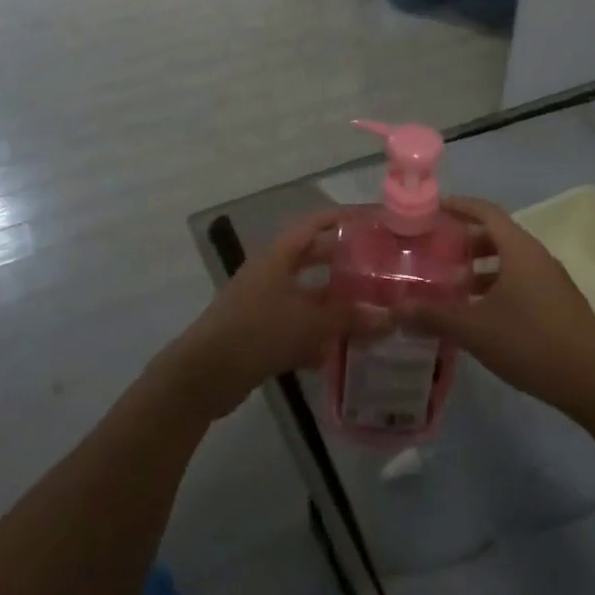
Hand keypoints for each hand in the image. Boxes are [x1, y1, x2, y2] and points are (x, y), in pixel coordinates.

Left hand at [158, 209, 382, 422]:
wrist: (204, 374)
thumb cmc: (258, 332)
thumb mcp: (310, 323)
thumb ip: (350, 319)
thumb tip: (389, 318)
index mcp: (279, 256)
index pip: (315, 225)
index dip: (343, 219)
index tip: (372, 222)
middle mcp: (270, 273)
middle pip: (312, 259)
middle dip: (342, 264)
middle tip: (376, 269)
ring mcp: (262, 302)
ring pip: (305, 295)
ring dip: (332, 304)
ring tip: (367, 311)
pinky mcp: (258, 332)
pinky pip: (294, 325)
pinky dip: (315, 335)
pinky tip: (338, 353)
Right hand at [403, 197, 594, 428]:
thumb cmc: (532, 343)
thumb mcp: (475, 329)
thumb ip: (433, 316)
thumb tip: (395, 309)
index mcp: (519, 249)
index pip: (485, 211)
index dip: (457, 205)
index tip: (430, 209)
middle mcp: (536, 256)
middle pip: (495, 235)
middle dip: (463, 240)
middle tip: (432, 251)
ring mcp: (550, 280)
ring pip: (507, 261)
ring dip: (478, 268)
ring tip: (448, 286)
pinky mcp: (557, 304)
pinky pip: (519, 281)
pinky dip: (494, 286)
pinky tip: (477, 314)